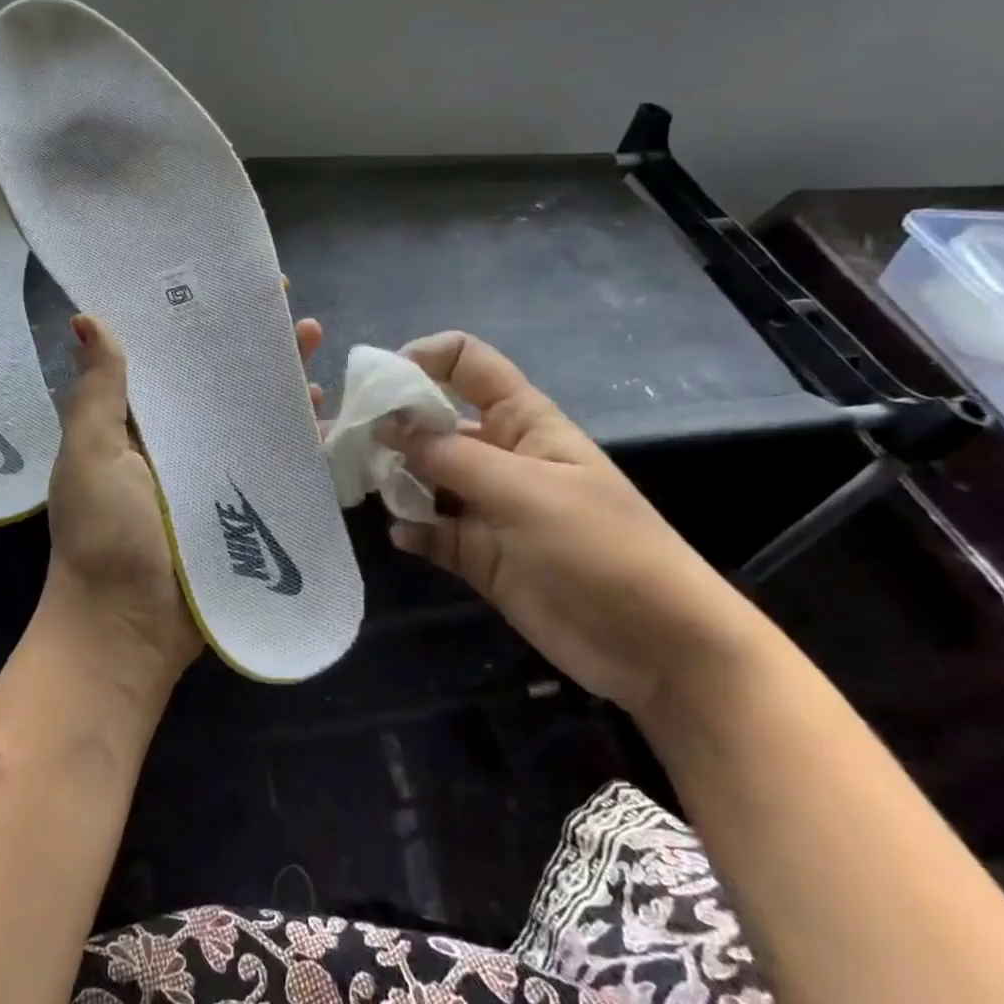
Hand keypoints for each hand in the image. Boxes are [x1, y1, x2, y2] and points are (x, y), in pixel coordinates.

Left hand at [43, 311, 324, 690]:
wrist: (128, 629)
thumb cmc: (102, 537)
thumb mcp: (90, 455)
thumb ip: (98, 391)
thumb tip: (88, 317)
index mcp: (133, 421)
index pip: (165, 355)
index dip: (190, 318)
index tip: (220, 282)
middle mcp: (174, 438)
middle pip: (216, 378)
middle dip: (247, 340)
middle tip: (281, 303)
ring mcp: (211, 470)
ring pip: (250, 412)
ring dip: (277, 378)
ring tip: (311, 341)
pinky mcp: (241, 503)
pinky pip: (274, 459)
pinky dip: (297, 434)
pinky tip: (322, 410)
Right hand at [383, 331, 763, 715]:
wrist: (656, 645)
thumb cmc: (600, 547)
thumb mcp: (524, 491)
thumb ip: (451, 456)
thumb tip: (388, 425)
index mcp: (521, 422)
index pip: (467, 364)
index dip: (423, 359)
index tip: (378, 384)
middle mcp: (499, 456)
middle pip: (434, 420)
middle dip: (391, 424)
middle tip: (347, 442)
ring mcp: (487, 506)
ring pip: (425, 476)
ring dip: (394, 477)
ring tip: (367, 488)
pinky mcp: (479, 554)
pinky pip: (432, 531)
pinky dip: (412, 529)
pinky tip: (402, 536)